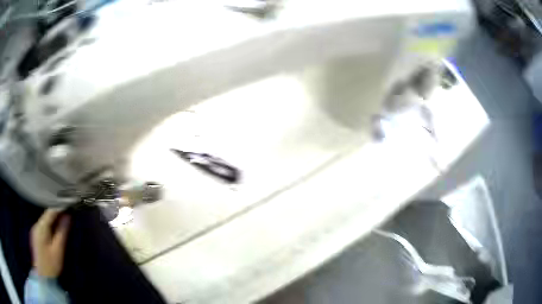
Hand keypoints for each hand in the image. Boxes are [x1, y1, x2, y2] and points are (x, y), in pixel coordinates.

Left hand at [30, 209, 70, 277]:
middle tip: (67, 212)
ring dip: (53, 219)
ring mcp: (35, 230)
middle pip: (46, 215)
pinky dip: (49, 225)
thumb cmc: (51, 264)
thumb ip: (62, 232)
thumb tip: (67, 216)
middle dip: (56, 213)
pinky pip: (43, 226)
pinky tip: (54, 228)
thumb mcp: (58, 249)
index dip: (59, 207)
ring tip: (62, 219)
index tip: (68, 205)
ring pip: (45, 220)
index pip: (50, 212)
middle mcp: (36, 225)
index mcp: (41, 227)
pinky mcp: (35, 236)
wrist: (43, 276)